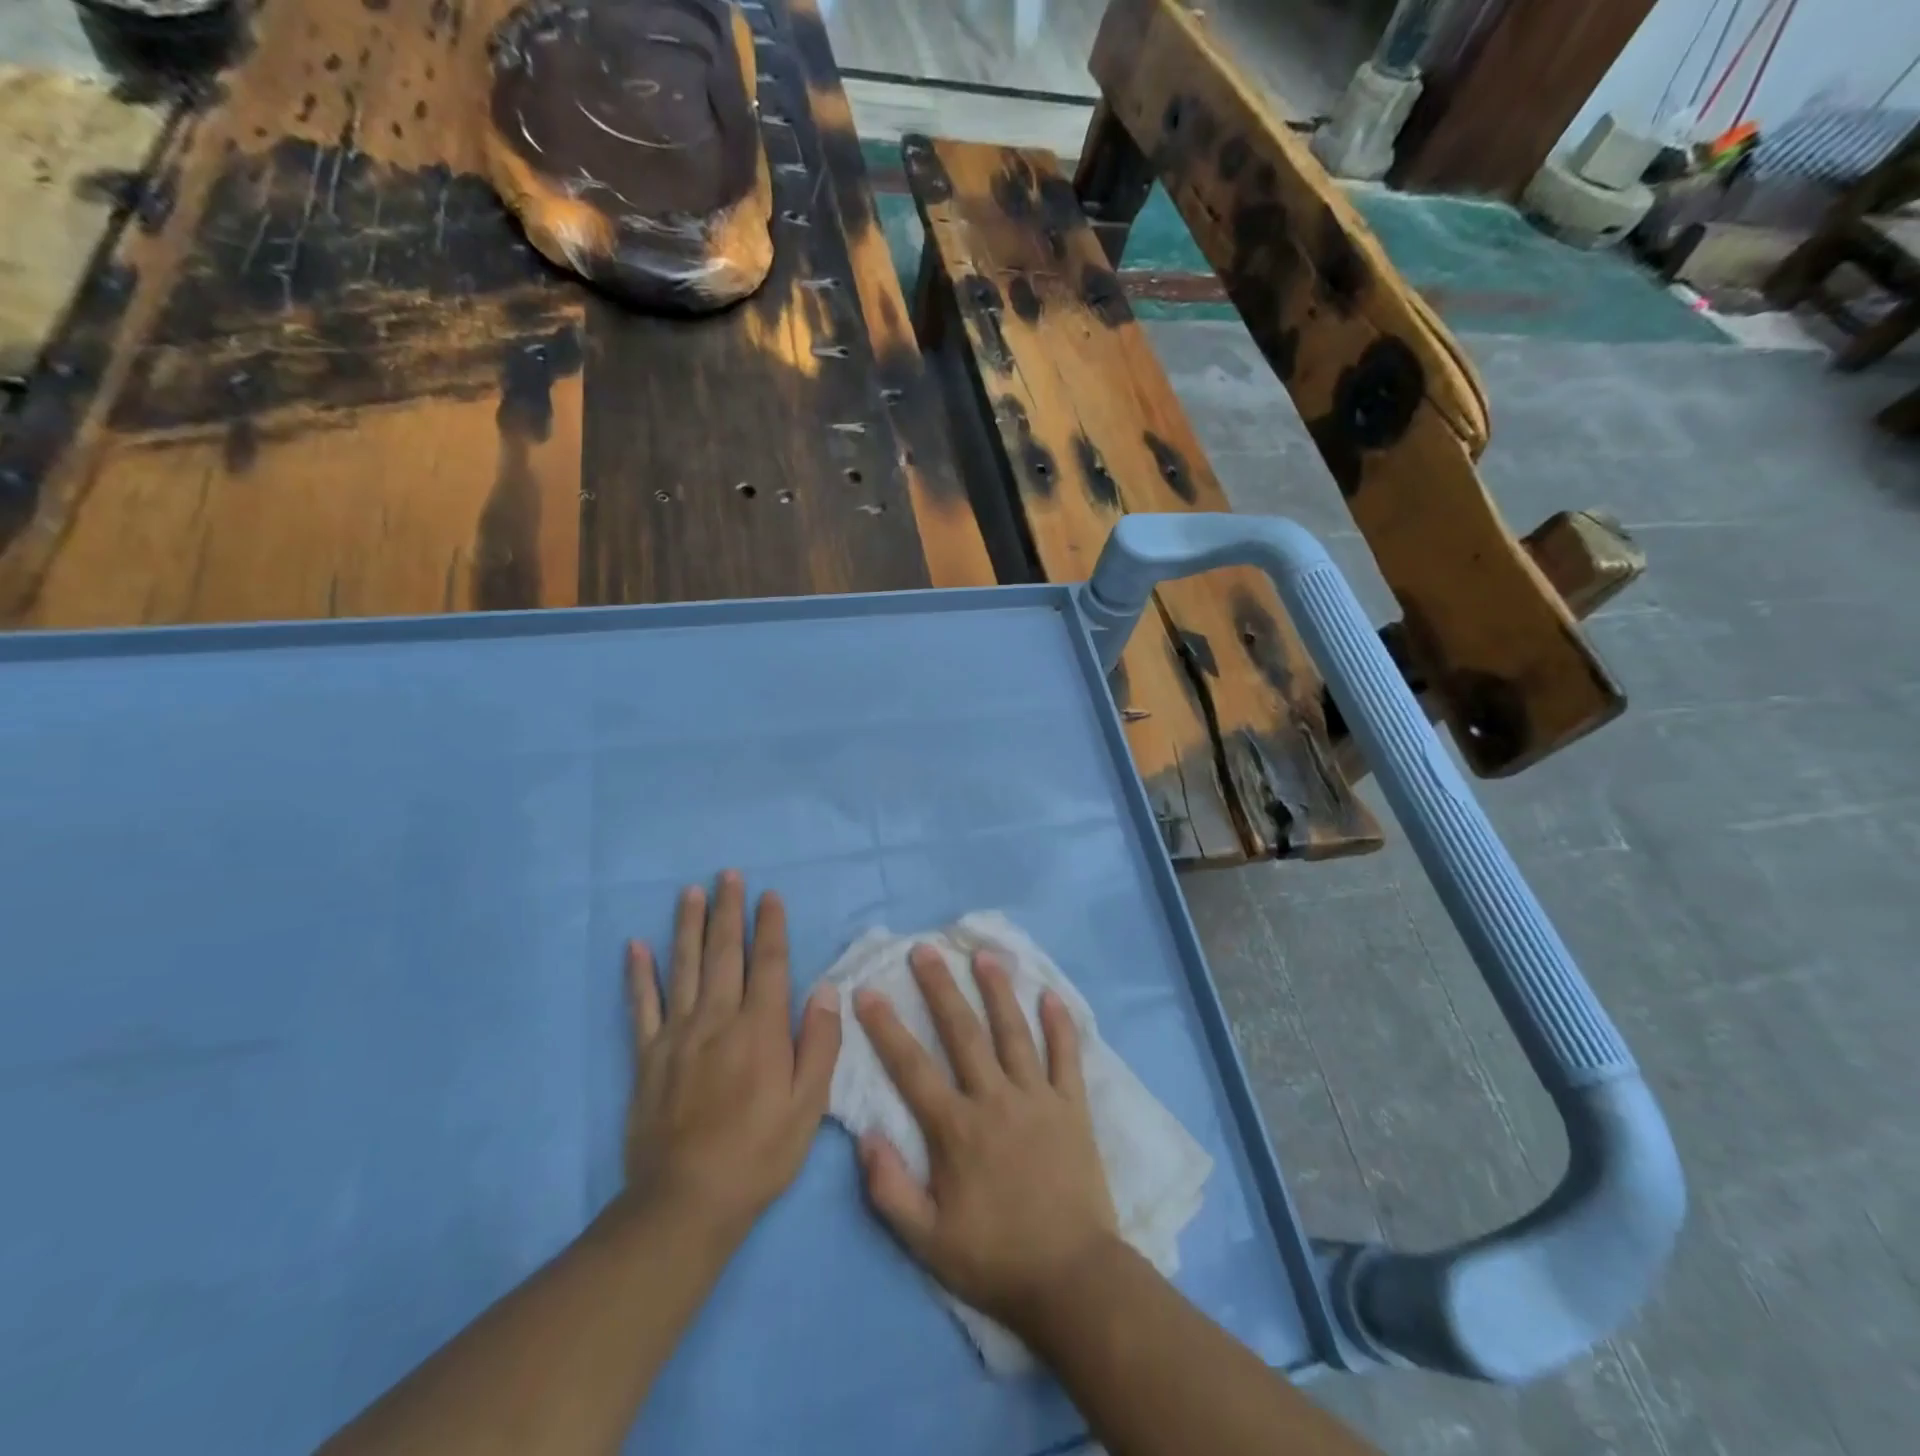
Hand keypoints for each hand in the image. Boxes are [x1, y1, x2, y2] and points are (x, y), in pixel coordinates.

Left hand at [624, 871, 840, 1247]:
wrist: (685, 1203)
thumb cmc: (759, 1154)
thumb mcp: (809, 1106)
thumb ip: (820, 1043)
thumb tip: (827, 989)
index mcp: (760, 1029)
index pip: (769, 964)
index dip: (771, 927)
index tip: (770, 895)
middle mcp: (717, 1020)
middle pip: (725, 953)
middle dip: (729, 911)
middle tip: (729, 875)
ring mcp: (677, 1035)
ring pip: (684, 968)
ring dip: (688, 926)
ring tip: (691, 892)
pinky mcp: (647, 1057)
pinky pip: (641, 1006)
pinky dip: (638, 974)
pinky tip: (635, 946)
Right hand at [853, 946, 1119, 1330]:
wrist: (1072, 1280)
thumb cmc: (995, 1260)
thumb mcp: (927, 1242)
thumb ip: (890, 1190)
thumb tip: (865, 1135)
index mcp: (956, 1129)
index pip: (911, 1067)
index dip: (886, 1027)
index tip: (868, 991)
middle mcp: (995, 1099)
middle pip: (963, 1032)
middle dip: (940, 987)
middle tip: (925, 949)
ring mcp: (1037, 1098)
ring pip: (1014, 1032)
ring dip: (997, 990)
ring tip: (984, 955)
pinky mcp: (1072, 1107)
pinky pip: (1066, 1057)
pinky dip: (1060, 1025)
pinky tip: (1051, 995)